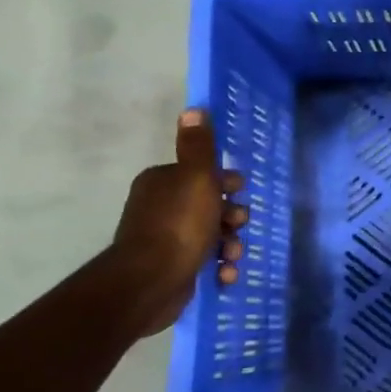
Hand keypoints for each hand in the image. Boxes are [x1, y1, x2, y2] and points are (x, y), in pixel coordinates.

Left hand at [110, 110, 246, 335]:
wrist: (150, 282)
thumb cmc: (179, 224)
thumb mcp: (196, 177)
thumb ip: (198, 146)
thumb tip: (194, 109)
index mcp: (162, 182)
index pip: (201, 174)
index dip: (226, 183)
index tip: (240, 193)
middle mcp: (160, 207)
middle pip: (209, 205)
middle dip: (231, 217)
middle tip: (238, 226)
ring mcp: (164, 240)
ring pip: (210, 235)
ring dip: (229, 244)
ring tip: (232, 256)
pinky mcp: (171, 268)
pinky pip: (204, 262)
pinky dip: (218, 267)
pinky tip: (225, 274)